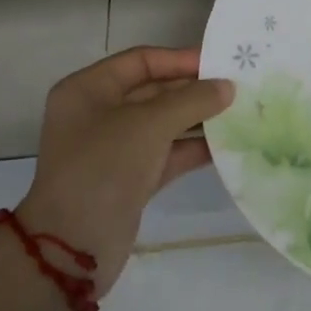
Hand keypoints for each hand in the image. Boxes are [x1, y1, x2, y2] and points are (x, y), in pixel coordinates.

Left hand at [15, 47, 233, 294]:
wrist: (71, 251)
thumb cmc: (103, 168)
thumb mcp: (149, 125)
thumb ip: (192, 100)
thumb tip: (227, 87)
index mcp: (88, 90)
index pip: (142, 61)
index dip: (181, 59)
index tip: (220, 64)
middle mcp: (99, 114)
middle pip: (154, 90)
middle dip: (194, 90)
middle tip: (237, 88)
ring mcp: (114, 149)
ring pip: (164, 123)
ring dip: (198, 119)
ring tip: (239, 112)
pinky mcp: (130, 179)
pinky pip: (167, 153)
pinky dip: (192, 148)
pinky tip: (226, 145)